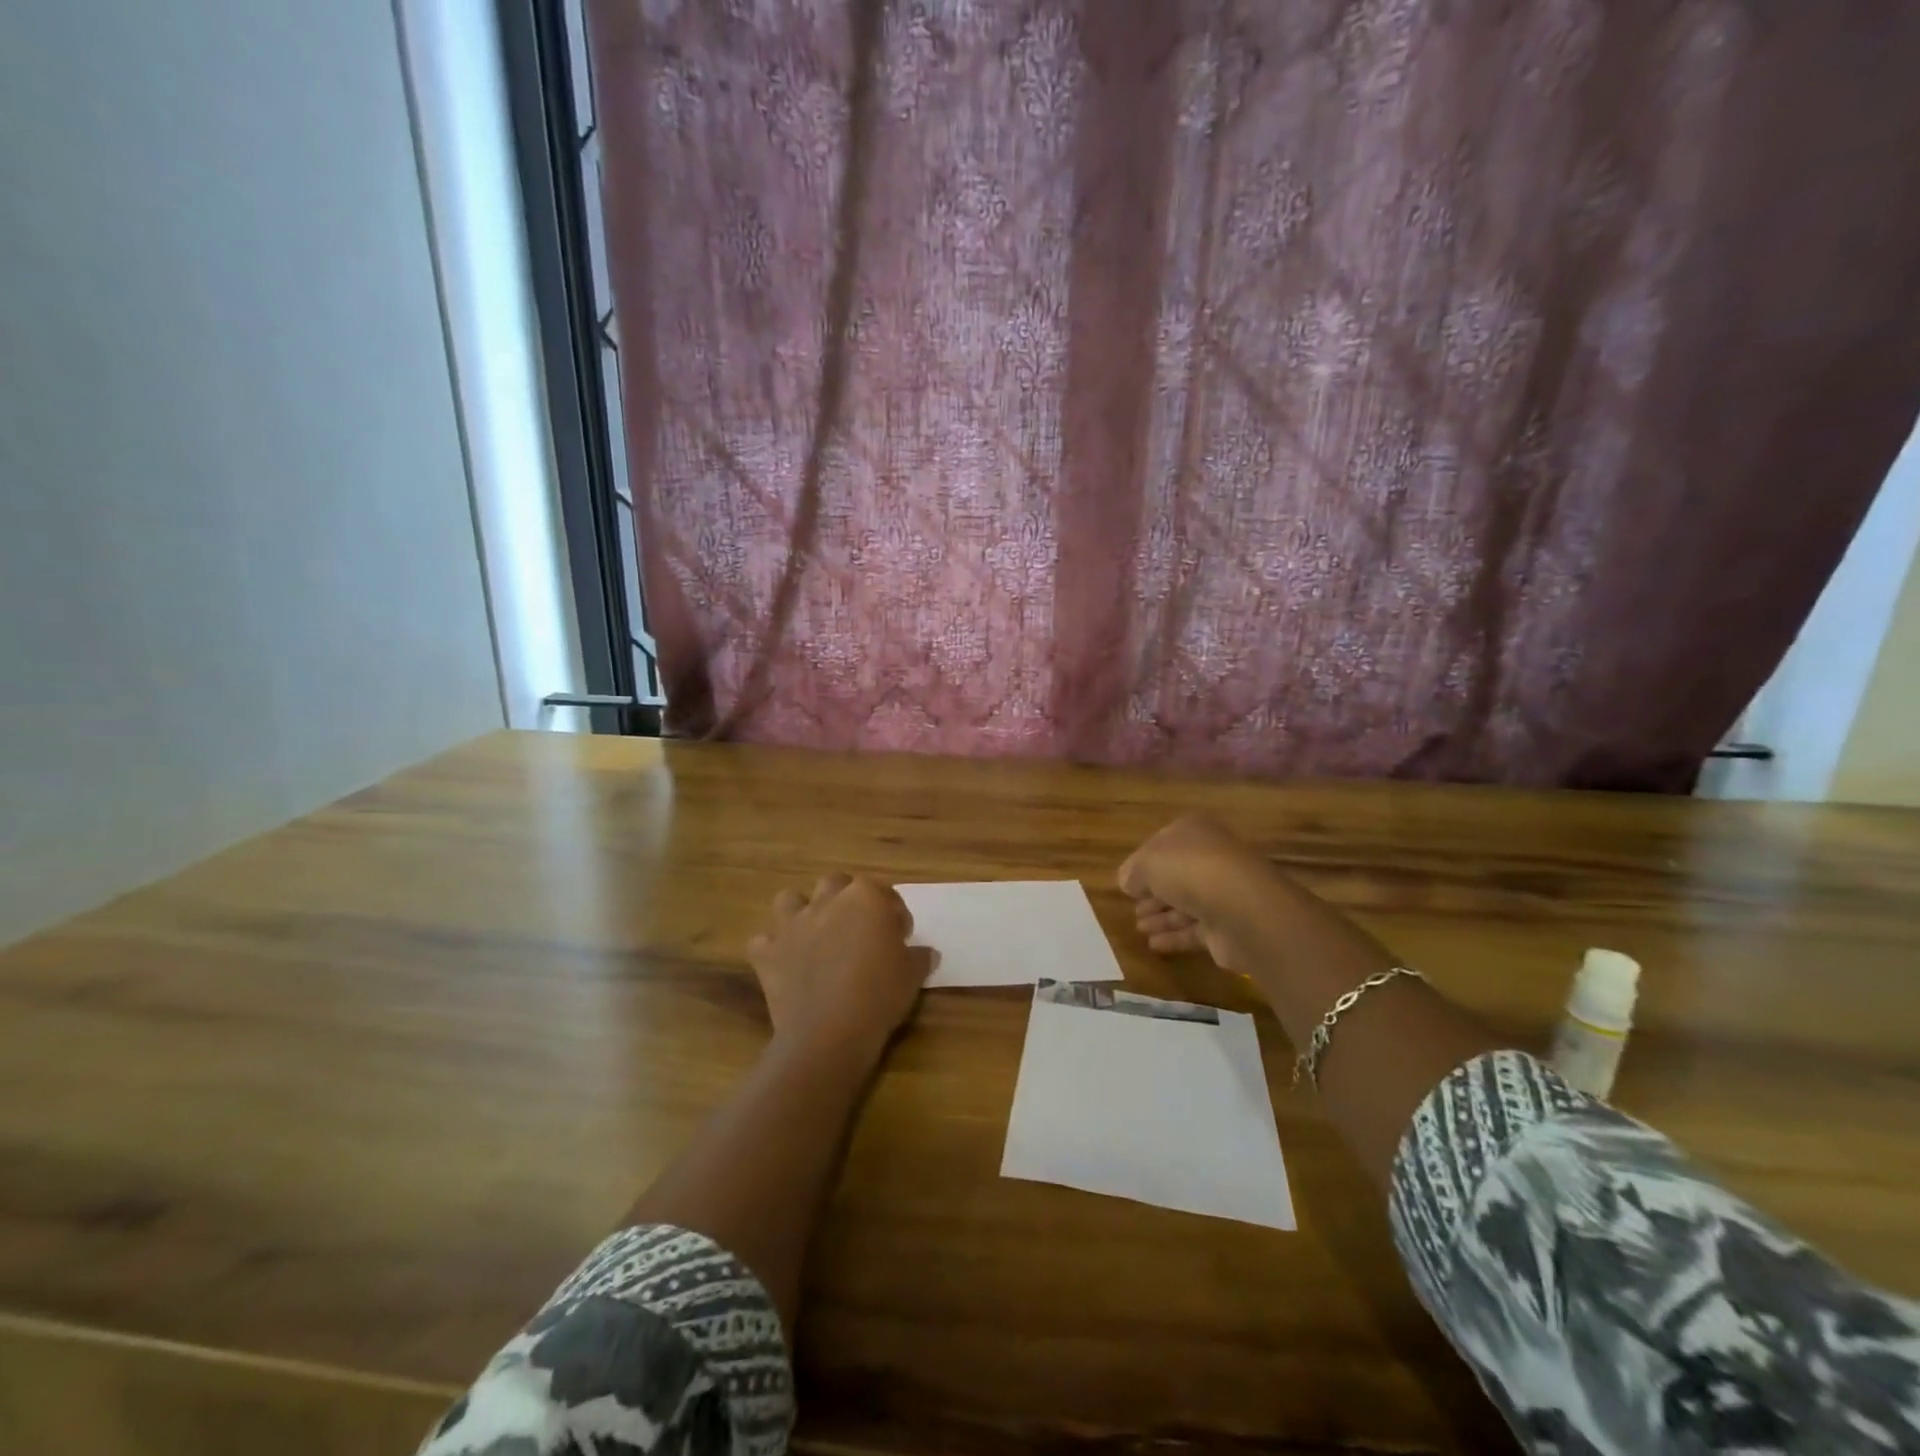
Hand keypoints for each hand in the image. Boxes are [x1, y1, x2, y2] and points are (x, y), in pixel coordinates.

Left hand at [747, 875, 931, 1064]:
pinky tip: (785, 965)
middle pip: (836, 884)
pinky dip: (773, 949)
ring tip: (815, 935)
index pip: (884, 894)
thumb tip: (926, 953)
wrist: (829, 1032)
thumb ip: (919, 957)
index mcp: (866, 898)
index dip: (894, 914)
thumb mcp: (912, 975)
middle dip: (846, 900)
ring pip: (790, 899)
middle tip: (858, 929)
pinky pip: (764, 941)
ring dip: (801, 911)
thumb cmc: (879, 995)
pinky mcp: (768, 952)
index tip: (900, 937)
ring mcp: (792, 924)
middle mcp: (827, 901)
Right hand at [1117, 813, 1278, 972]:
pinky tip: (1153, 944)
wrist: (1241, 907)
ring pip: (1185, 903)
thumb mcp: (1146, 863)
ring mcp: (1223, 892)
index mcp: (1194, 831)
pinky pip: (1194, 929)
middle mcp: (1211, 857)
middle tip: (1133, 906)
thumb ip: (1132, 872)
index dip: (1143, 861)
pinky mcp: (1228, 925)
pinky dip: (1174, 935)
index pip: (1163, 843)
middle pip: (1176, 874)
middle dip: (1154, 891)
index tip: (1127, 880)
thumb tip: (1127, 882)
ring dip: (1161, 915)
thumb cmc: (1189, 870)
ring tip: (1139, 927)